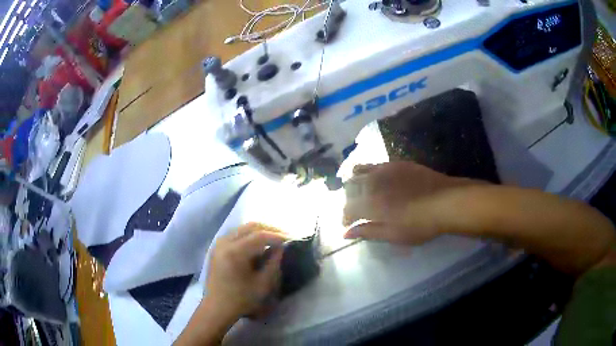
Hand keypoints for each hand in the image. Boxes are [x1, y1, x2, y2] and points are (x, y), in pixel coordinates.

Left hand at [206, 222, 288, 319]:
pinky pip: (236, 234)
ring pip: (243, 228)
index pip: (260, 236)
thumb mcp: (262, 284)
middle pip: (250, 227)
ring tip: (274, 238)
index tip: (291, 239)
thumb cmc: (241, 299)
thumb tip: (281, 247)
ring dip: (260, 231)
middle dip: (269, 229)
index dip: (277, 236)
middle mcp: (225, 242)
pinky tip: (259, 243)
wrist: (217, 307)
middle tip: (284, 236)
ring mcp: (219, 243)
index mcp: (235, 252)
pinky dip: (249, 235)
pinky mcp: (217, 247)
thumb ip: (273, 263)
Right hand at [343, 162, 475, 243]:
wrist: (446, 201)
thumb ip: (368, 232)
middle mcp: (373, 182)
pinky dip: (370, 172)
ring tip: (362, 192)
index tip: (348, 225)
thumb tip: (345, 234)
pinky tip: (378, 180)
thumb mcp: (393, 235)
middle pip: (350, 186)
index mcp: (371, 203)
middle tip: (355, 209)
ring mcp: (385, 169)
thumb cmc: (420, 224)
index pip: (348, 208)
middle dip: (348, 199)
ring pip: (359, 170)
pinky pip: (376, 164)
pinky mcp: (397, 163)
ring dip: (355, 182)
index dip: (345, 218)